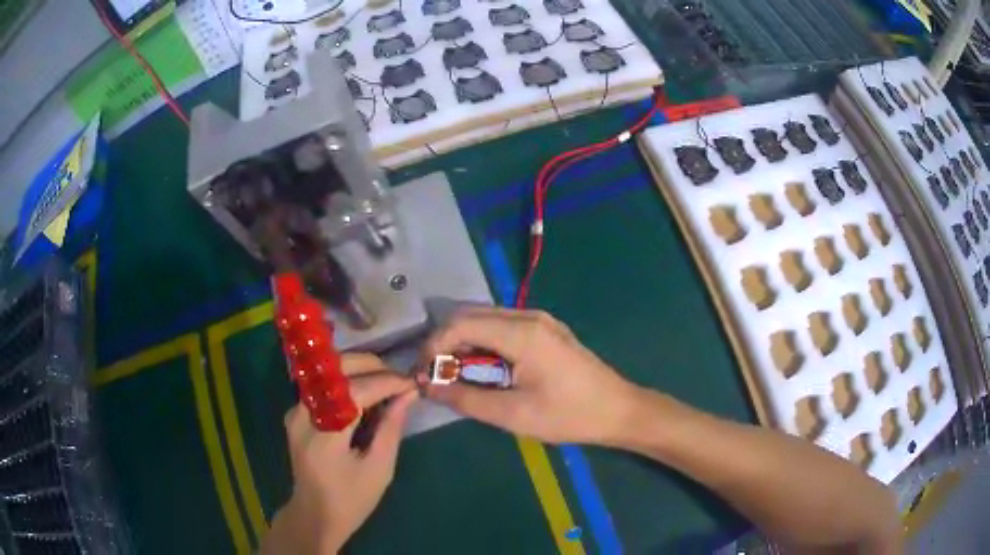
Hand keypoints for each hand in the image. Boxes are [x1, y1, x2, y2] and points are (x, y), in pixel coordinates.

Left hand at [264, 354, 417, 553]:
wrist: (314, 514)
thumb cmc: (351, 500)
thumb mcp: (379, 469)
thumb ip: (391, 428)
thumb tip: (408, 394)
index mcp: (324, 435)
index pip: (355, 391)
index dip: (386, 382)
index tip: (411, 383)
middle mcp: (303, 414)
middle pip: (335, 371)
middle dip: (371, 366)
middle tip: (399, 379)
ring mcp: (295, 411)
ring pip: (328, 373)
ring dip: (359, 371)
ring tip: (387, 383)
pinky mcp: (296, 413)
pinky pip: (324, 386)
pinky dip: (347, 383)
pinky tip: (366, 395)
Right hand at [423, 307, 637, 444]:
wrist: (617, 410)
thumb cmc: (568, 415)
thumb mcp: (513, 414)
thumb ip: (466, 398)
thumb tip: (429, 386)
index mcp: (521, 333)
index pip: (460, 324)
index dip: (434, 347)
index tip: (424, 375)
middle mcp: (528, 316)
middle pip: (470, 315)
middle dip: (446, 343)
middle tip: (437, 376)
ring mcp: (539, 320)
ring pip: (485, 319)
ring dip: (464, 343)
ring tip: (456, 376)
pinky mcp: (545, 330)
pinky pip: (503, 327)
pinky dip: (484, 343)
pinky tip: (484, 369)